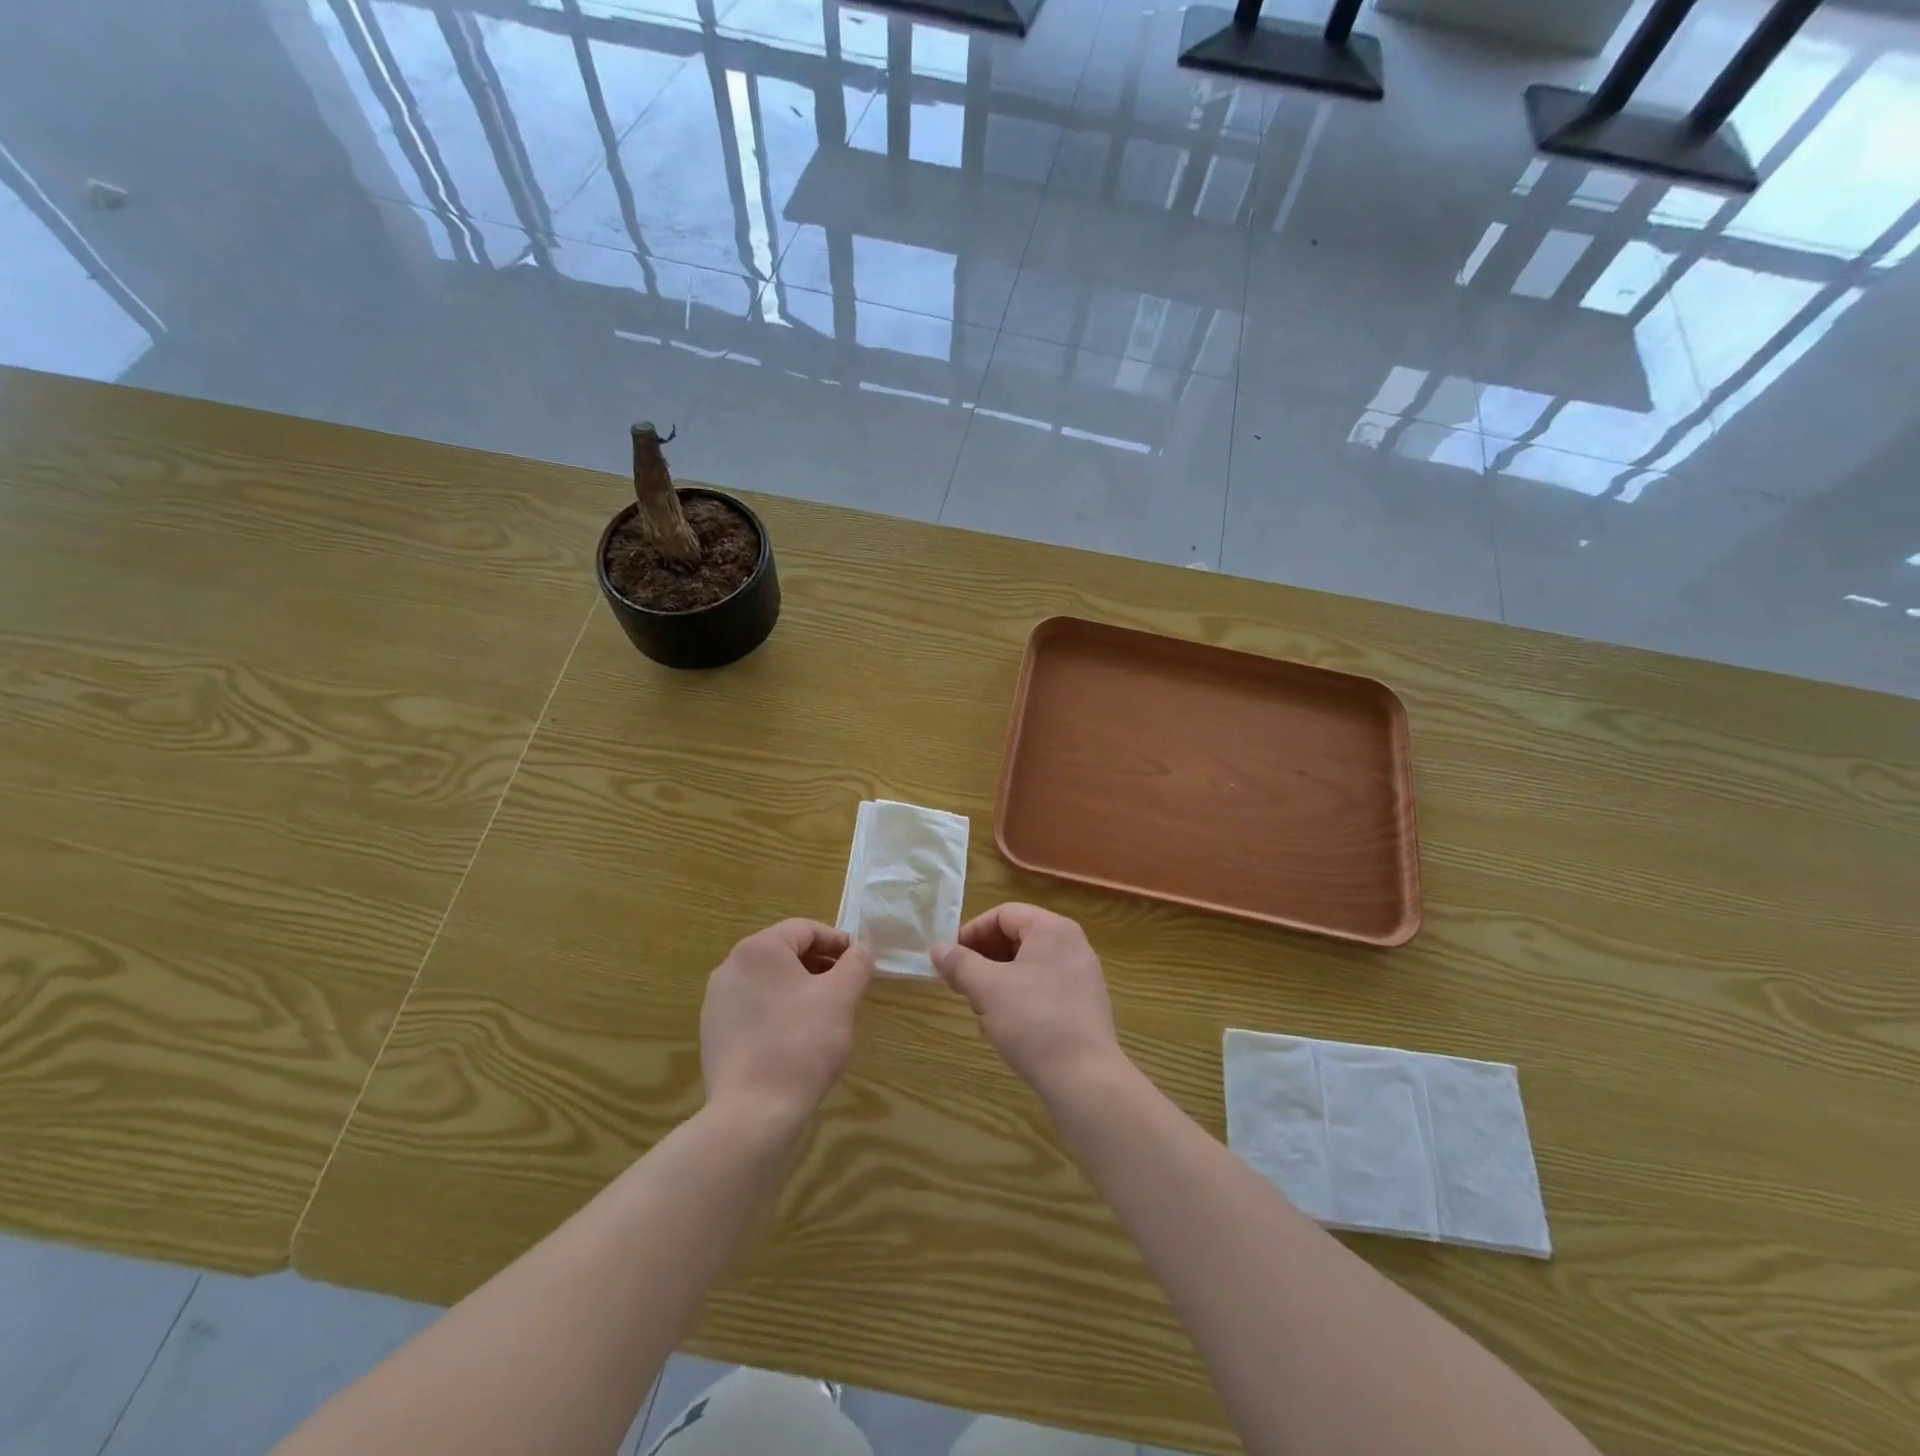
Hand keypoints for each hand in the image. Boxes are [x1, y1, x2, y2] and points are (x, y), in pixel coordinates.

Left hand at [700, 920, 873, 1129]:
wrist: (753, 1113)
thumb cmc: (802, 1043)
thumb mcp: (842, 997)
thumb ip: (857, 963)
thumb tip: (861, 948)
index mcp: (759, 949)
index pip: (805, 929)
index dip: (837, 942)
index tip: (859, 963)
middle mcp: (730, 967)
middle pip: (785, 953)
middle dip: (819, 966)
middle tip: (847, 989)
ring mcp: (716, 1002)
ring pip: (769, 982)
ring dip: (800, 989)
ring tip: (824, 1015)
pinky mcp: (713, 1034)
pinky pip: (753, 1009)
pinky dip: (778, 1012)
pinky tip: (796, 1040)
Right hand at [932, 904, 1124, 1099]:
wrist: (1085, 1079)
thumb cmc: (1034, 1021)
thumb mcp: (987, 989)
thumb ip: (959, 964)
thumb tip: (937, 948)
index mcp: (1053, 929)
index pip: (1004, 914)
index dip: (972, 932)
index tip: (950, 959)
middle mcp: (1072, 945)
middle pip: (1017, 938)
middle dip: (984, 959)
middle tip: (962, 984)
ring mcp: (1082, 976)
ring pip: (1028, 966)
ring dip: (998, 982)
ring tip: (981, 1010)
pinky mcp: (1084, 1006)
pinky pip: (1043, 988)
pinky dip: (1019, 998)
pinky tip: (1005, 1028)